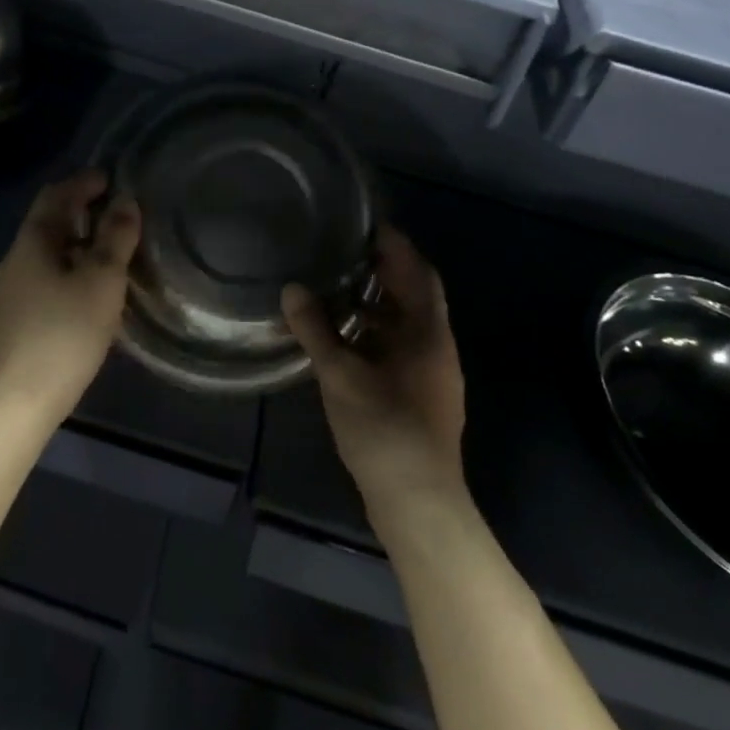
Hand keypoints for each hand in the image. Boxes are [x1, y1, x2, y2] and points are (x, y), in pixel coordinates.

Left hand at [0, 170, 140, 422]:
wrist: (17, 401)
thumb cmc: (64, 332)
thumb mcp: (101, 280)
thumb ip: (115, 237)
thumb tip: (125, 201)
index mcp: (32, 241)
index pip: (56, 195)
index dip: (84, 182)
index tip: (112, 179)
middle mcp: (16, 259)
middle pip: (49, 222)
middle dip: (82, 211)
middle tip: (117, 212)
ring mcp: (11, 291)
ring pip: (48, 252)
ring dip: (77, 242)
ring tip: (110, 250)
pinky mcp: (15, 318)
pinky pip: (45, 276)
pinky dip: (70, 268)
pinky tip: (89, 289)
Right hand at [284, 226, 465, 512]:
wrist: (419, 505)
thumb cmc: (385, 430)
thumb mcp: (341, 375)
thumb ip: (315, 330)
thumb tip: (292, 289)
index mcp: (428, 334)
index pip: (419, 272)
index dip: (396, 245)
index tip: (367, 224)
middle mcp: (437, 348)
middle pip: (415, 295)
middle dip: (385, 271)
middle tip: (345, 250)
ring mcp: (432, 375)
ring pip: (406, 324)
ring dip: (378, 303)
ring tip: (337, 288)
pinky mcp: (420, 396)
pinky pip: (399, 347)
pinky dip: (375, 333)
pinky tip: (344, 338)